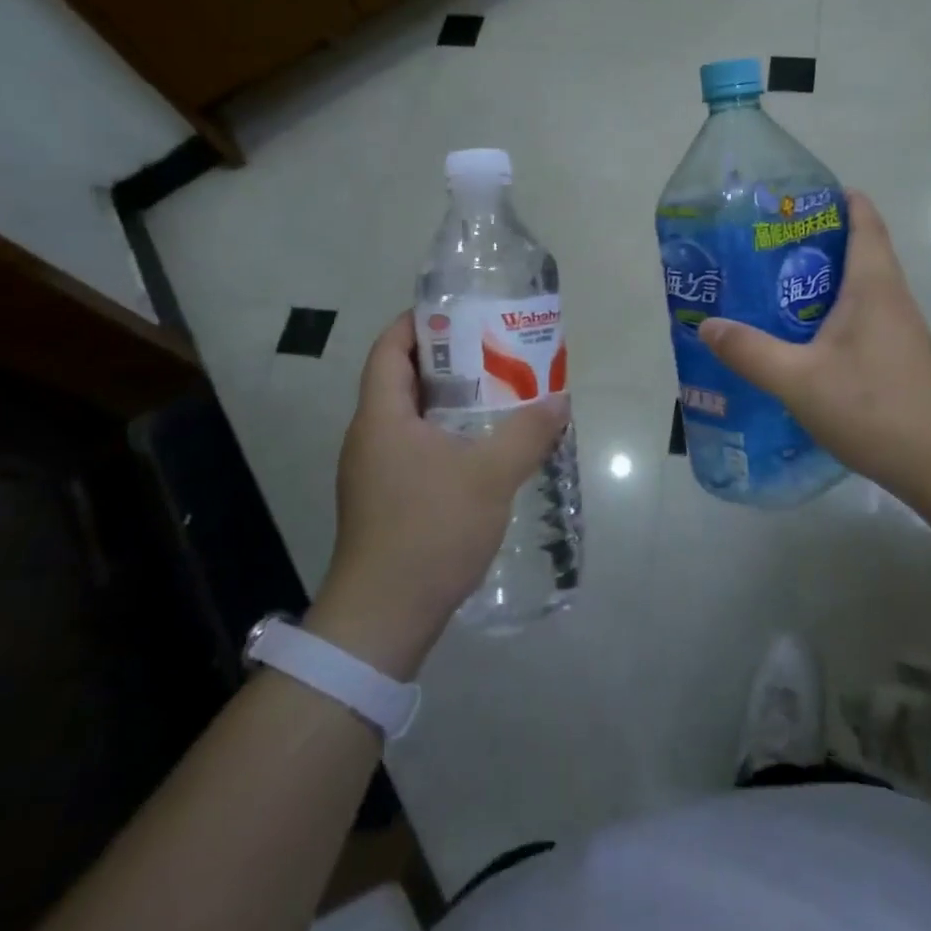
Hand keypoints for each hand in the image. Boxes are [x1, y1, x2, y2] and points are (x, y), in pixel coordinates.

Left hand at [308, 313, 569, 678]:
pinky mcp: (385, 498)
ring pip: (410, 415)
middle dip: (447, 359)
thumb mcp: (490, 476)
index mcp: (382, 417)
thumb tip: (559, 400)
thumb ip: (527, 433)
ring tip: (497, 392)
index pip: (389, 349)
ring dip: (449, 399)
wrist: (384, 618)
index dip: (418, 322)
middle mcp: (370, 436)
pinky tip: (483, 446)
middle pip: (402, 378)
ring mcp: (374, 470)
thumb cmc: (430, 531)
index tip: (460, 312)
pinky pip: (415, 446)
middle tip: (493, 350)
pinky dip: (446, 433)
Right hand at [700, 191, 930, 498]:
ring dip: (821, 279)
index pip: (864, 220)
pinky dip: (831, 311)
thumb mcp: (798, 379)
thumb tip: (707, 325)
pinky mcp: (896, 355)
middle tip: (764, 244)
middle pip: (857, 249)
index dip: (838, 199)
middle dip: (815, 240)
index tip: (798, 197)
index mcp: (872, 284)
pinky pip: (861, 315)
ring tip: (773, 285)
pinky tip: (801, 336)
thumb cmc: (871, 406)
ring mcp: (898, 327)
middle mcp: (890, 296)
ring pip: (858, 285)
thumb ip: (750, 351)